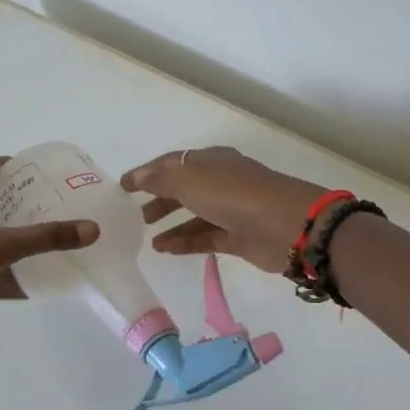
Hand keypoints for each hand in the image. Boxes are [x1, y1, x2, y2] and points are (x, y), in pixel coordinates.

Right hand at [120, 147, 328, 274]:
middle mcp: (222, 182)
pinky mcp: (238, 238)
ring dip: (171, 223)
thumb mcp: (191, 181)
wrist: (285, 226)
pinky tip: (163, 249)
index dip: (148, 172)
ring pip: (195, 215)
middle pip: (184, 188)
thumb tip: (139, 176)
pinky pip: (205, 238)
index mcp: (212, 160)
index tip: (124, 185)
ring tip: (146, 236)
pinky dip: (184, 242)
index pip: (174, 162)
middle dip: (160, 198)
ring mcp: (232, 210)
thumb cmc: (234, 195)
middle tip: (136, 213)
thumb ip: (161, 179)